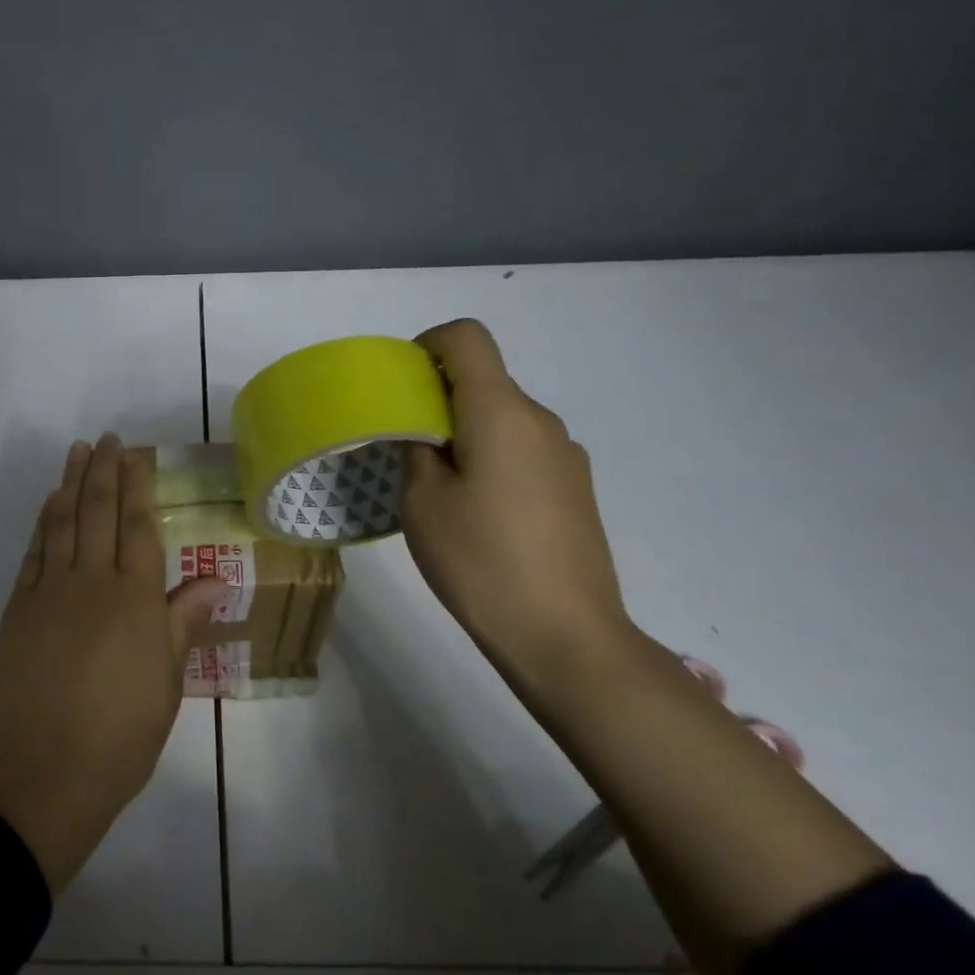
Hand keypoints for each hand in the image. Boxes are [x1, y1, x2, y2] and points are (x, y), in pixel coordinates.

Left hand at [0, 434, 228, 893]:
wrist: (47, 770)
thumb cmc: (122, 734)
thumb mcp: (168, 682)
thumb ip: (183, 620)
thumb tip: (214, 578)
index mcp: (135, 599)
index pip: (138, 526)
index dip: (138, 485)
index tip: (137, 454)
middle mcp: (92, 582)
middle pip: (99, 512)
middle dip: (104, 470)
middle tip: (108, 439)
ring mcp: (50, 591)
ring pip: (63, 522)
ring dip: (71, 483)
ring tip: (78, 452)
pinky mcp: (19, 607)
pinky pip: (35, 551)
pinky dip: (44, 522)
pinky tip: (51, 504)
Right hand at [400, 320, 636, 689]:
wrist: (565, 636)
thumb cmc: (481, 562)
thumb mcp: (422, 502)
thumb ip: (415, 448)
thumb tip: (421, 426)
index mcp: (501, 412)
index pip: (466, 338)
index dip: (426, 346)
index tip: (399, 388)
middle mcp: (541, 421)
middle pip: (483, 381)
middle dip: (437, 400)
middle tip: (403, 450)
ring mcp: (565, 455)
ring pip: (502, 419)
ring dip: (464, 434)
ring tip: (438, 491)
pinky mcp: (575, 488)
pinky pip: (522, 450)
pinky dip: (490, 460)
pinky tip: (477, 515)